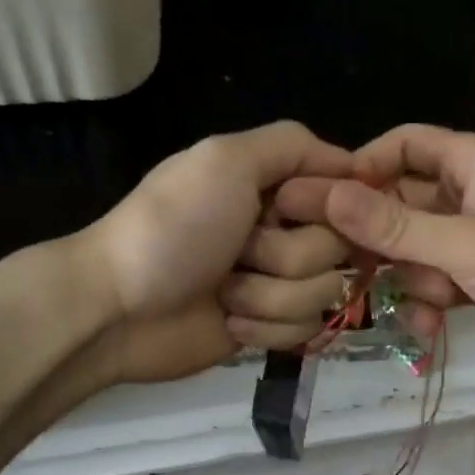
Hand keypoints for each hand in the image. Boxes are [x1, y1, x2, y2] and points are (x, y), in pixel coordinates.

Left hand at [77, 122, 355, 382]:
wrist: (119, 308)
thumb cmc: (172, 227)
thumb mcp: (225, 160)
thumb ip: (292, 145)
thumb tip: (355, 164)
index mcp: (274, 185)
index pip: (344, 190)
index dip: (328, 205)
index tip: (283, 211)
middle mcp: (283, 229)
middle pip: (338, 247)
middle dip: (285, 255)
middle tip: (239, 253)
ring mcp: (278, 281)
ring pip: (324, 292)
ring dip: (270, 295)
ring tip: (224, 292)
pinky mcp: (271, 326)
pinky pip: (306, 329)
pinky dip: (265, 326)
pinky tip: (228, 320)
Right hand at [277, 125, 474, 360]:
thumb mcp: (465, 245)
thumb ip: (394, 225)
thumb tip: (325, 195)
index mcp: (473, 161)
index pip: (402, 145)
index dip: (361, 169)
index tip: (324, 205)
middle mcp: (473, 190)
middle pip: (403, 202)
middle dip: (383, 240)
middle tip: (349, 270)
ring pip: (418, 247)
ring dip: (413, 279)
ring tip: (428, 305)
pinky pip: (441, 276)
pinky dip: (434, 299)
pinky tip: (433, 329)